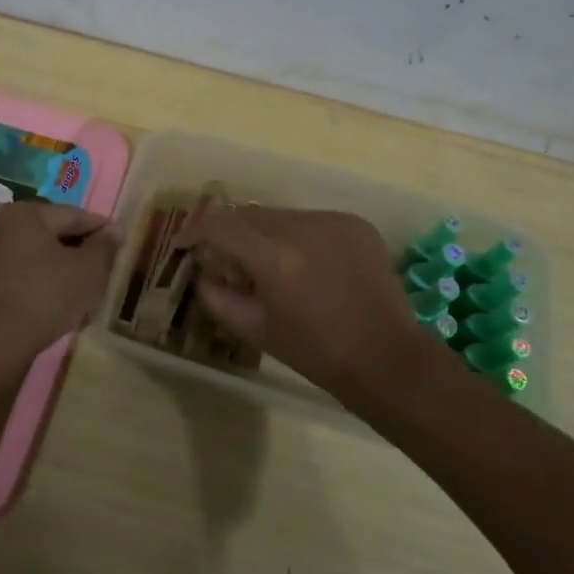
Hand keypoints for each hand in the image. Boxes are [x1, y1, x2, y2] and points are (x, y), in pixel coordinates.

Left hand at [0, 202, 117, 384]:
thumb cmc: (46, 295)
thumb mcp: (88, 270)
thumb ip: (105, 246)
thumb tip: (115, 229)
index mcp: (26, 213)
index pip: (75, 216)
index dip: (102, 231)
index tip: (122, 246)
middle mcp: (4, 227)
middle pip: (57, 236)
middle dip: (84, 256)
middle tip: (107, 275)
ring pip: (43, 259)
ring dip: (67, 274)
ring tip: (89, 298)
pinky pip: (27, 277)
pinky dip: (47, 287)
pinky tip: (64, 310)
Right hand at [183, 207, 427, 401]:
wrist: (386, 359)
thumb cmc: (316, 353)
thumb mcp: (257, 330)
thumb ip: (218, 298)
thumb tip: (203, 275)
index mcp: (273, 256)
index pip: (219, 224)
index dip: (196, 230)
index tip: (188, 244)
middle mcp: (301, 227)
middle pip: (250, 215)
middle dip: (233, 233)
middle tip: (231, 262)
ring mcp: (332, 221)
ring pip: (282, 215)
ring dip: (267, 233)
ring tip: (275, 266)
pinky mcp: (355, 223)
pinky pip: (313, 220)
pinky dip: (301, 236)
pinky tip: (310, 265)